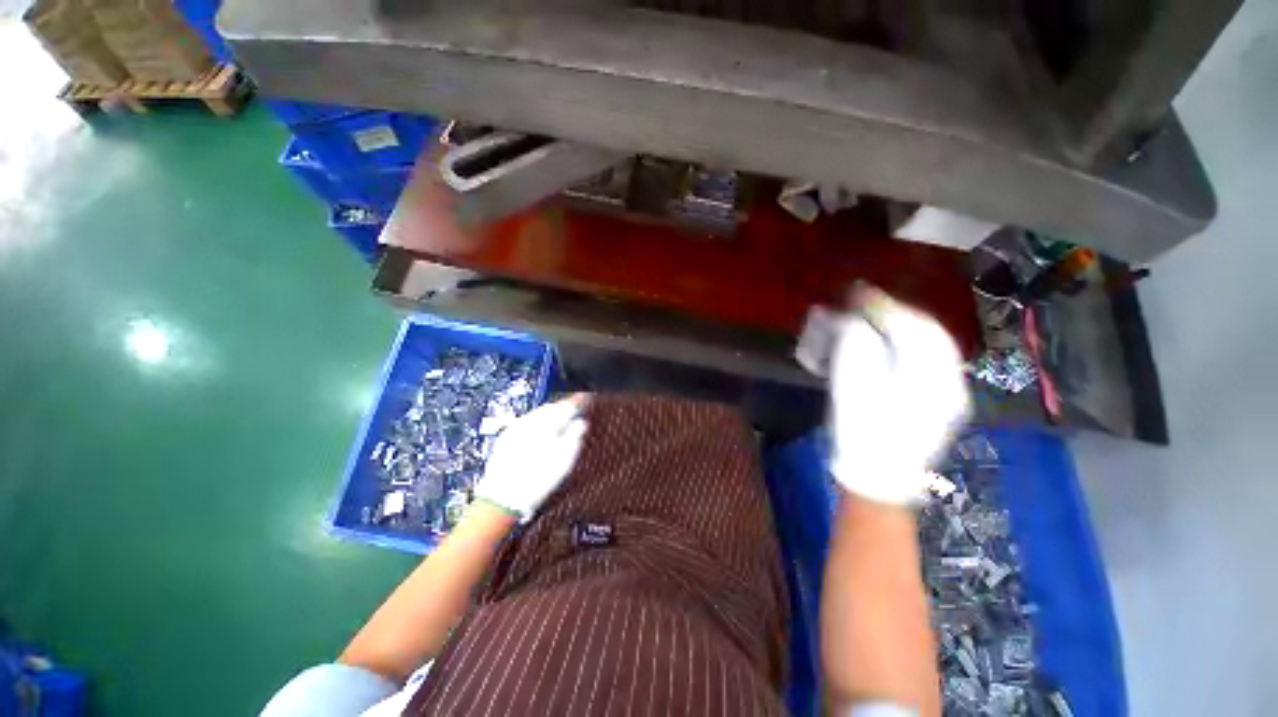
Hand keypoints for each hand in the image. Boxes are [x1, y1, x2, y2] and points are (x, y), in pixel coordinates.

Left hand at [474, 396, 588, 520]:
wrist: (501, 499)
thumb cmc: (537, 481)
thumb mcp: (564, 461)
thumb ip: (575, 437)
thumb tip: (581, 423)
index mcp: (545, 424)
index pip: (566, 406)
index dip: (579, 402)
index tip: (588, 400)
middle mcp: (529, 421)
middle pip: (551, 407)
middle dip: (565, 407)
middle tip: (577, 411)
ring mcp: (515, 428)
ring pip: (539, 414)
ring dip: (551, 414)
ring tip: (562, 421)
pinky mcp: (506, 437)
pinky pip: (528, 422)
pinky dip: (539, 422)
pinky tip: (543, 432)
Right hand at [829, 287, 968, 505]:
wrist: (879, 478)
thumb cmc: (861, 434)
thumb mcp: (852, 390)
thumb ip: (857, 349)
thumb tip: (855, 322)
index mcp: (929, 380)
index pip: (914, 327)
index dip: (884, 306)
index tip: (858, 293)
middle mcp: (949, 381)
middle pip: (929, 333)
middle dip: (896, 312)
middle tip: (865, 302)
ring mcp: (949, 393)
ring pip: (932, 345)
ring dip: (903, 326)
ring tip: (875, 317)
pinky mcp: (941, 401)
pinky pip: (929, 360)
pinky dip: (908, 344)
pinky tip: (889, 342)